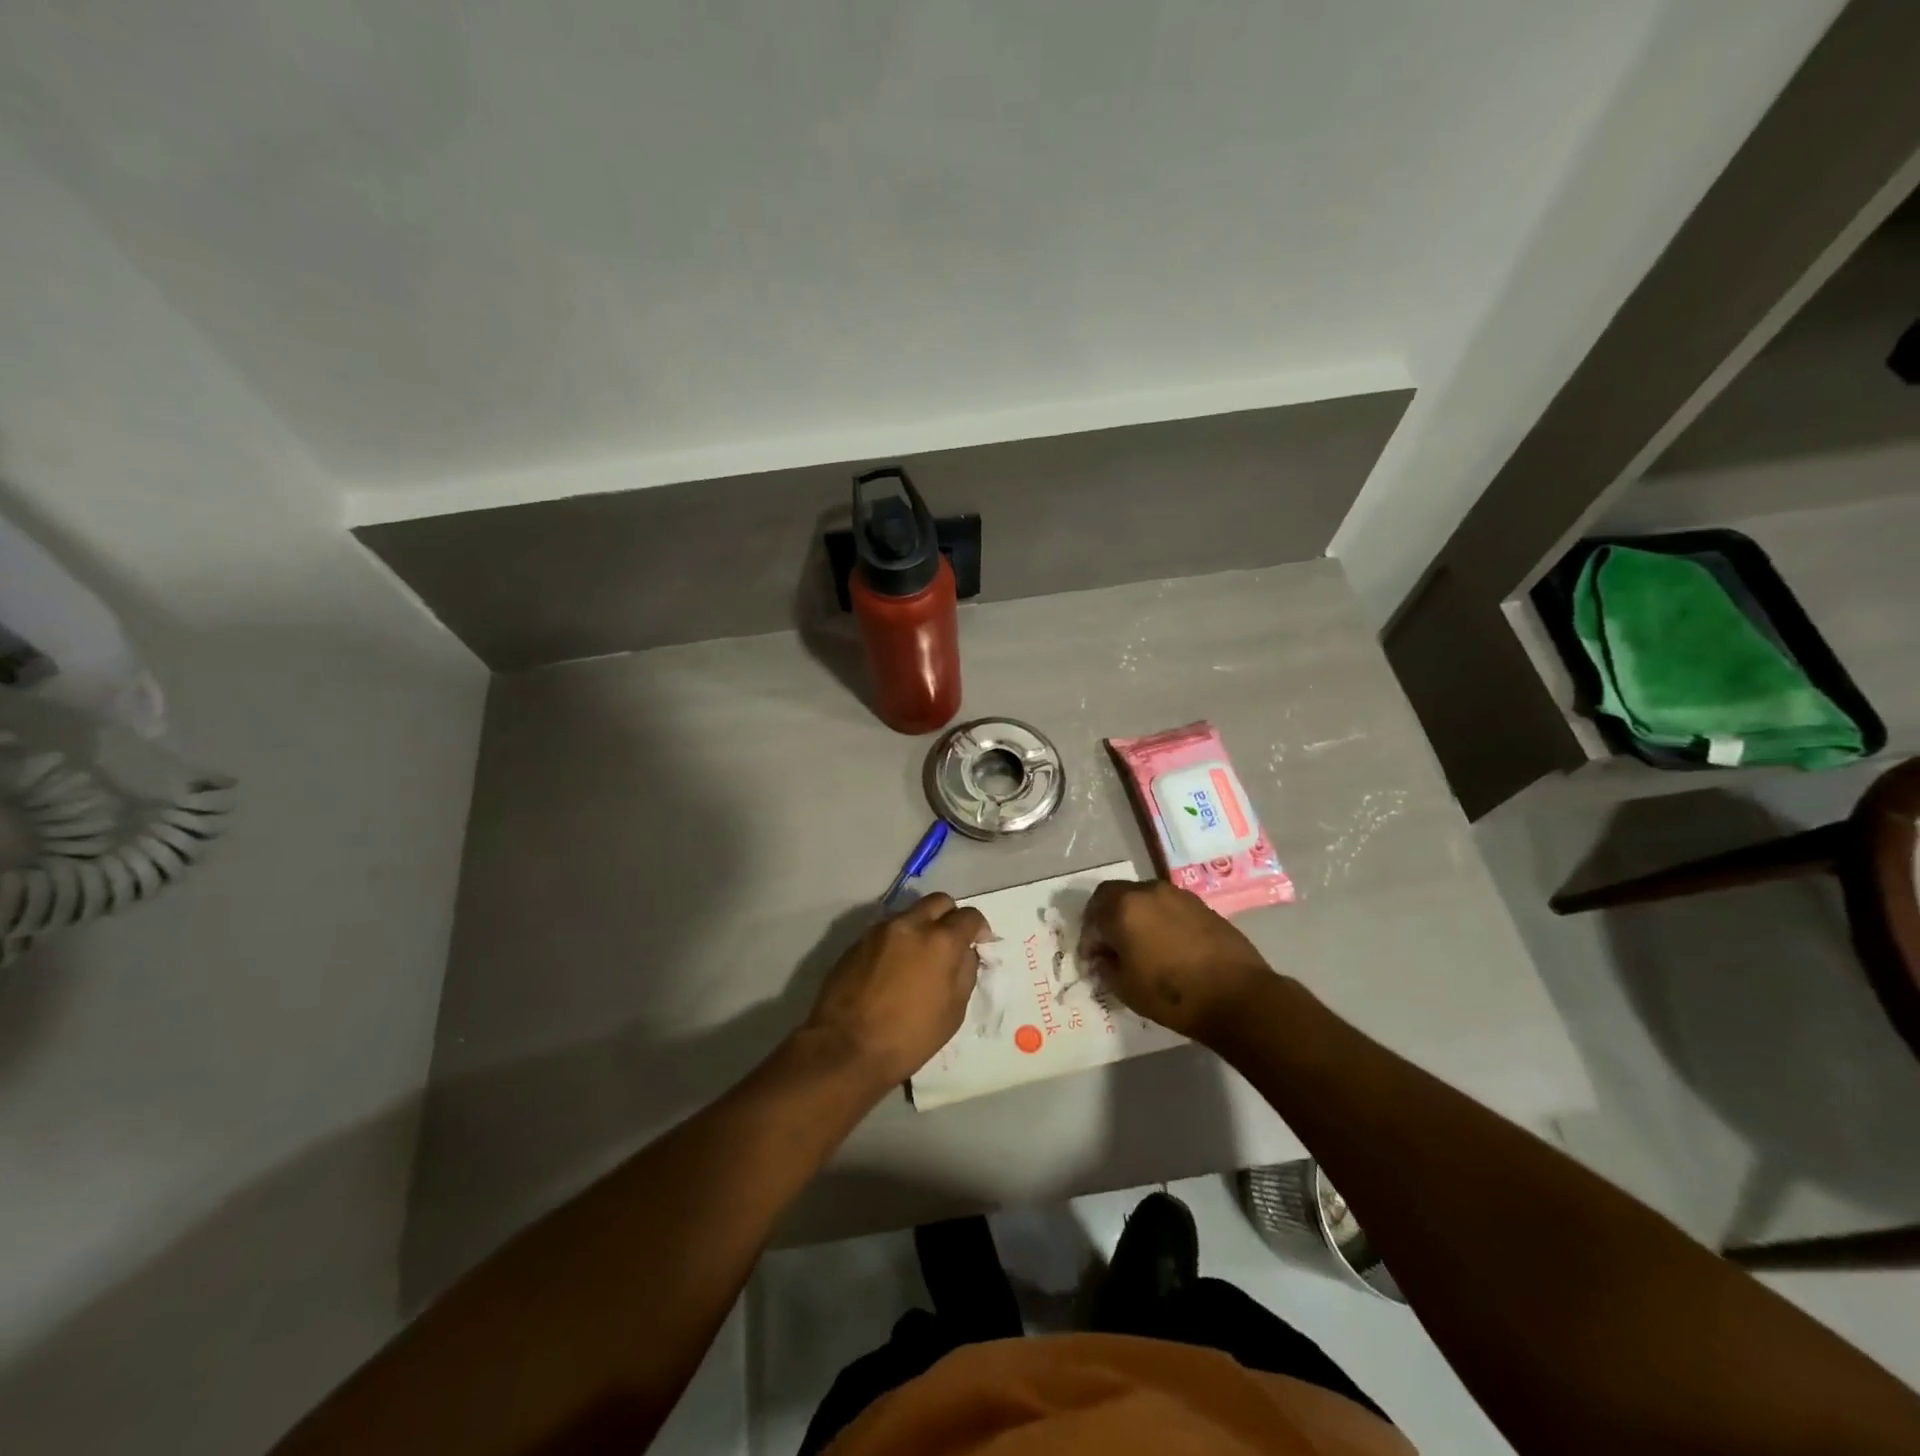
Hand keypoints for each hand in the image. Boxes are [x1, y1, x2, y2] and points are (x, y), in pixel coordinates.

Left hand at [803, 893, 989, 1088]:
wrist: (845, 1049)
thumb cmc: (908, 1038)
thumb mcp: (953, 1012)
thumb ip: (965, 972)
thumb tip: (965, 953)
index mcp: (940, 941)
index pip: (969, 916)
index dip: (979, 928)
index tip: (978, 943)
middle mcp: (910, 925)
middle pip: (938, 901)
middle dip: (950, 916)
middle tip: (950, 943)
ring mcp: (879, 930)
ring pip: (910, 913)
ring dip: (921, 927)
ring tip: (919, 958)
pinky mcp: (857, 941)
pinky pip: (887, 930)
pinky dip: (898, 940)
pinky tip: (894, 968)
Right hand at [1078, 879, 1272, 1041]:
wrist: (1238, 996)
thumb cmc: (1173, 994)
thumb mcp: (1126, 988)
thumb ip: (1105, 967)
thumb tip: (1101, 957)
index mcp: (1123, 907)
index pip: (1092, 915)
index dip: (1088, 939)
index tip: (1092, 960)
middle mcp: (1147, 891)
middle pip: (1114, 895)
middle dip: (1105, 918)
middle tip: (1109, 946)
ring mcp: (1177, 894)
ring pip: (1142, 897)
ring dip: (1133, 915)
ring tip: (1139, 945)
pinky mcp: (1200, 904)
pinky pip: (1166, 905)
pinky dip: (1157, 918)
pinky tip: (1166, 945)